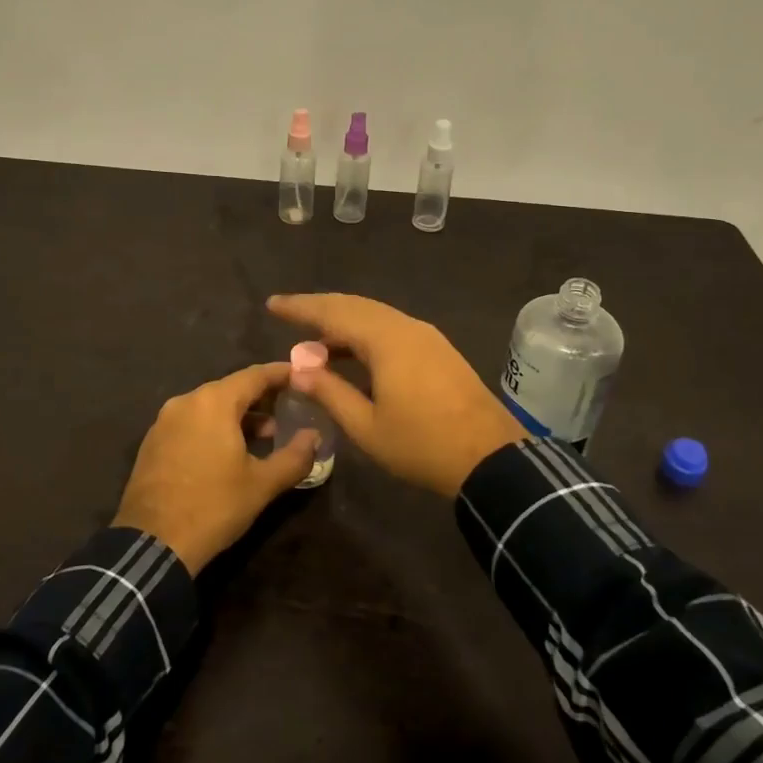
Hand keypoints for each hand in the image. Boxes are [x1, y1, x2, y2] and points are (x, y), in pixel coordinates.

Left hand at [112, 362, 318, 574]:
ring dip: (239, 416)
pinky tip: (230, 451)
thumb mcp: (262, 484)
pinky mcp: (153, 442)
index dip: (282, 374)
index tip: (303, 375)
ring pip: (210, 406)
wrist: (152, 544)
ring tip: (266, 435)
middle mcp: (186, 401)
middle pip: (231, 389)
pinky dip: (215, 427)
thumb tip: (314, 437)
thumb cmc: (213, 507)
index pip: (255, 375)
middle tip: (290, 408)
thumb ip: (295, 456)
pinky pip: (192, 422)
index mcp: (213, 402)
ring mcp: (164, 421)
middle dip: (262, 397)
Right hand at [266, 294, 523, 496]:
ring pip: (375, 316)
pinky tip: (352, 353)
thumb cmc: (422, 445)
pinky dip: (365, 333)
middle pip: (355, 306)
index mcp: (386, 340)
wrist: (490, 458)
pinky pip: (392, 329)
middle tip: (288, 313)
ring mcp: (426, 336)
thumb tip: (297, 367)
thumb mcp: (366, 426)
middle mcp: (406, 327)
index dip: (301, 307)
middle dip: (320, 308)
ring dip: (343, 322)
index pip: (333, 312)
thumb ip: (330, 392)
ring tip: (314, 340)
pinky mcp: (438, 350)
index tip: (272, 304)